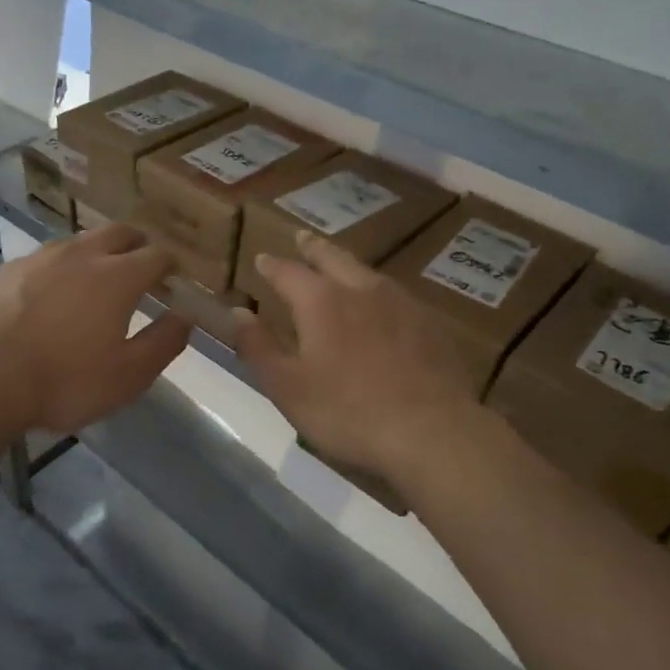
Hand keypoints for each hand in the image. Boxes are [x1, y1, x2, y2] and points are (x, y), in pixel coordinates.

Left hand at [0, 223, 190, 434]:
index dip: (170, 264)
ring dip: (94, 253)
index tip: (173, 275)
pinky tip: (45, 296)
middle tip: (140, 263)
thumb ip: (163, 343)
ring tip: (93, 277)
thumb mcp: (128, 376)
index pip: (156, 255)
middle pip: (118, 233)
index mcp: (117, 277)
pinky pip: (40, 261)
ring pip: (77, 242)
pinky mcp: (4, 271)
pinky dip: (54, 271)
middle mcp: (80, 255)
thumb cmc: (63, 381)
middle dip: (136, 244)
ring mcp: (38, 258)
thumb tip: (184, 318)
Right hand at [234, 232, 472, 478]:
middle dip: (313, 248)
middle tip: (302, 237)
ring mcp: (402, 303)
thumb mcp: (287, 387)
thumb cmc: (347, 412)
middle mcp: (362, 289)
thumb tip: (238, 312)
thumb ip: (259, 347)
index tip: (262, 259)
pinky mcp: (431, 324)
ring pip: (368, 272)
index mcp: (321, 301)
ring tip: (341, 266)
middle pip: (333, 257)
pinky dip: (379, 293)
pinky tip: (383, 308)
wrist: (431, 432)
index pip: (288, 272)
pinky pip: (397, 296)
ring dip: (348, 265)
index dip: (272, 265)